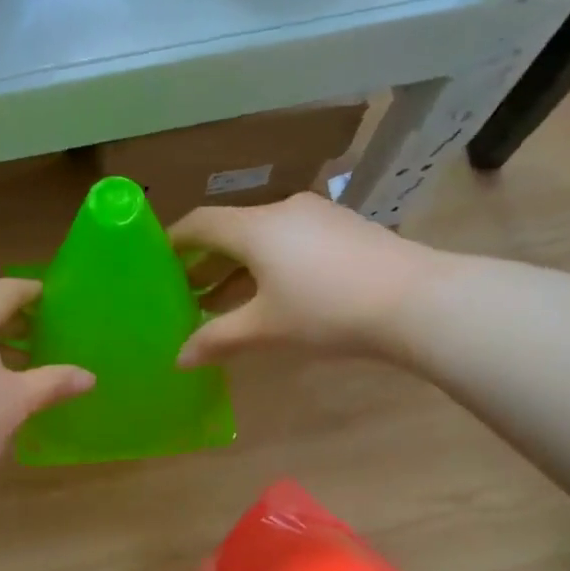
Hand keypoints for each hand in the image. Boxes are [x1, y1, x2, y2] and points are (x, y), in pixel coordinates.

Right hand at [168, 194, 430, 366]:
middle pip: (231, 230)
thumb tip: (178, 360)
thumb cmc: (325, 311)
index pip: (201, 223)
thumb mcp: (264, 329)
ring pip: (263, 238)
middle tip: (184, 291)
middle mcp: (283, 210)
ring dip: (238, 267)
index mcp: (255, 227)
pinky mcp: (344, 230)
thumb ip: (217, 340)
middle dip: (205, 261)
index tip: (155, 259)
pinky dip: (269, 265)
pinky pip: (291, 242)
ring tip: (222, 300)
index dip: (174, 240)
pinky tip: (271, 295)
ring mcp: (318, 217)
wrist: (414, 300)